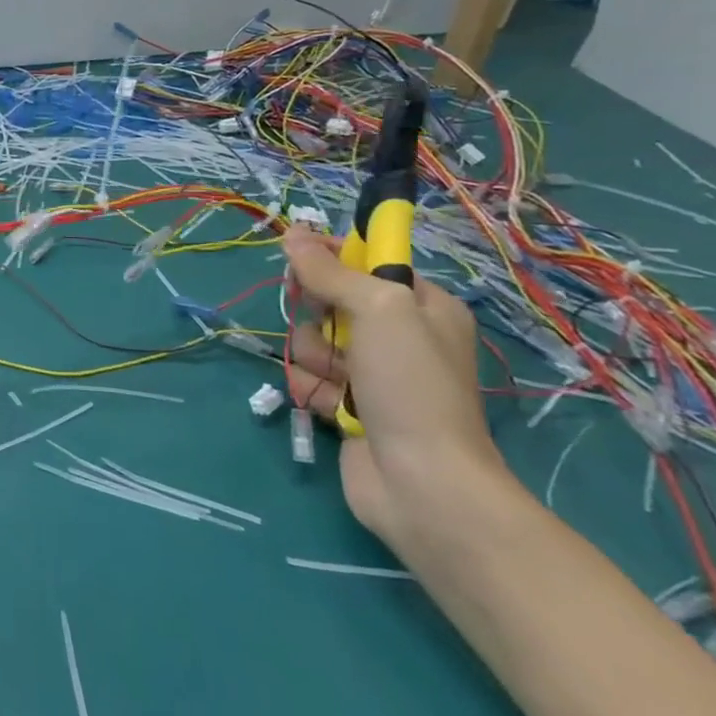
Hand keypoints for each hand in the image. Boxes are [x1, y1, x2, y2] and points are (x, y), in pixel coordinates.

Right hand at [282, 228, 504, 544]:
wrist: (422, 482)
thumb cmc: (411, 384)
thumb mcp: (378, 309)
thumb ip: (331, 271)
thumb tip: (293, 234)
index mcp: (423, 307)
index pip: (368, 262)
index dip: (334, 259)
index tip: (303, 261)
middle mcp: (400, 336)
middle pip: (331, 301)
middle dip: (317, 315)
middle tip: (329, 331)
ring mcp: (374, 374)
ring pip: (313, 341)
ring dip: (313, 356)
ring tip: (333, 380)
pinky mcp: (349, 406)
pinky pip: (311, 378)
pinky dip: (313, 389)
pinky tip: (329, 405)